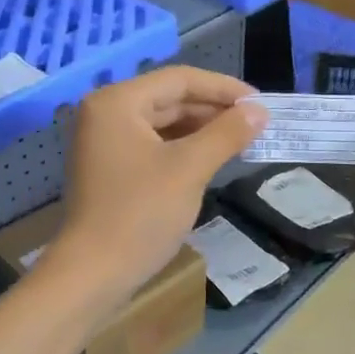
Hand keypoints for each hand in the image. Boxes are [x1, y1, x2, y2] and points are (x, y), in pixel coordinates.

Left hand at [51, 66, 265, 303]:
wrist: (93, 274)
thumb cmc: (141, 214)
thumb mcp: (190, 168)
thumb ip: (227, 133)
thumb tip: (260, 111)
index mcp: (118, 102)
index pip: (180, 79)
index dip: (224, 88)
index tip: (261, 102)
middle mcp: (106, 113)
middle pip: (170, 98)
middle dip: (214, 109)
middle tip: (256, 123)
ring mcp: (105, 142)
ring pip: (163, 123)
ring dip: (202, 129)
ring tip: (241, 140)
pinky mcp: (110, 168)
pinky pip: (154, 145)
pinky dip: (184, 148)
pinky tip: (212, 158)